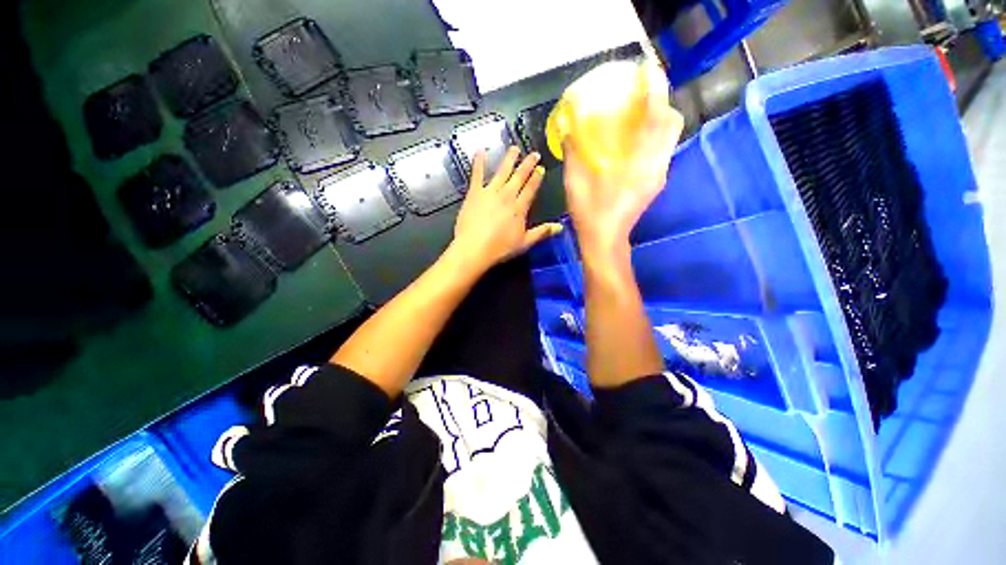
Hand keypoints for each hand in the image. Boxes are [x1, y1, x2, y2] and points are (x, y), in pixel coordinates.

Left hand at [450, 146, 562, 271]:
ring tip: (514, 148)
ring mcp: (490, 192)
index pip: (531, 189)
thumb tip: (560, 227)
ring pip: (502, 171)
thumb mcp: (524, 243)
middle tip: (533, 154)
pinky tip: (480, 151)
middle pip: (519, 177)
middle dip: (527, 164)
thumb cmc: (500, 248)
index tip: (541, 168)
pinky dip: (479, 162)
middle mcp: (507, 195)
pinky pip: (477, 174)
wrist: (474, 248)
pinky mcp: (474, 193)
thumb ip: (542, 232)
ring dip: (509, 159)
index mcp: (519, 208)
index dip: (536, 178)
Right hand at [563, 93, 681, 260]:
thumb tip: (567, 127)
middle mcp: (657, 165)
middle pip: (671, 124)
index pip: (658, 117)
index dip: (655, 90)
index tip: (648, 70)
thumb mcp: (575, 182)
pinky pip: (661, 150)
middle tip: (641, 94)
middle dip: (661, 103)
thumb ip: (573, 152)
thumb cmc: (590, 212)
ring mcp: (658, 175)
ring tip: (638, 113)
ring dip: (658, 120)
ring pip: (668, 138)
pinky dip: (652, 137)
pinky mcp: (654, 183)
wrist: (605, 240)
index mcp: (640, 163)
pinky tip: (634, 141)